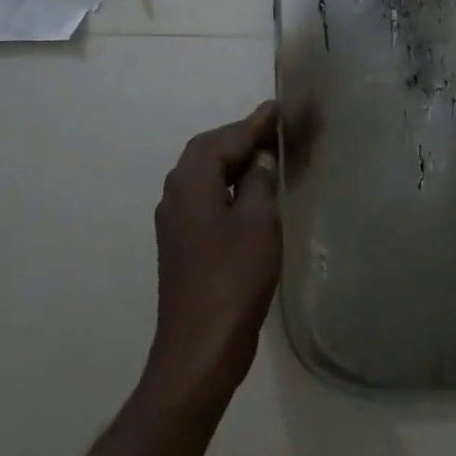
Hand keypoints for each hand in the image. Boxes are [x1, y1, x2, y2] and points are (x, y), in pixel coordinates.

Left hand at [143, 102, 281, 404]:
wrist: (200, 347)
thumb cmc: (234, 278)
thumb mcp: (259, 222)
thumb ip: (260, 182)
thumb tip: (260, 159)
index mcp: (191, 183)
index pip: (223, 139)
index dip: (253, 123)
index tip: (280, 108)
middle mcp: (176, 196)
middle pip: (207, 152)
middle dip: (241, 138)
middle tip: (277, 129)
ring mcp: (176, 223)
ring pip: (205, 176)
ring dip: (234, 161)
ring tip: (269, 155)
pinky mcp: (183, 244)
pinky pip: (206, 198)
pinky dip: (229, 186)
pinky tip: (253, 194)